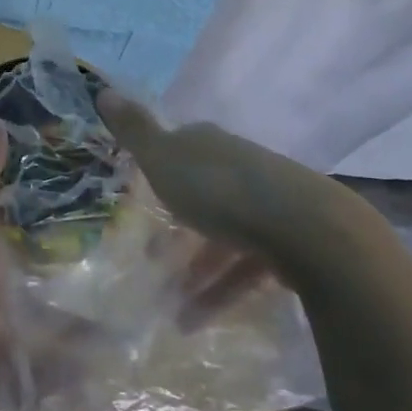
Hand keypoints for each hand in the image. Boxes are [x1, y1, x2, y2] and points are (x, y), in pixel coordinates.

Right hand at [97, 90, 405, 299]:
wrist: (309, 229)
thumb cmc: (221, 190)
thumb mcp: (164, 159)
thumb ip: (134, 131)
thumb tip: (102, 89)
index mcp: (209, 145)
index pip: (180, 148)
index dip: (158, 169)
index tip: (140, 196)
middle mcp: (240, 167)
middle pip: (202, 195)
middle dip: (177, 227)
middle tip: (150, 258)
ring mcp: (269, 204)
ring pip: (224, 236)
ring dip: (197, 271)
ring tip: (171, 307)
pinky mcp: (291, 242)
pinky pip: (247, 267)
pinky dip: (222, 292)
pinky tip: (197, 321)